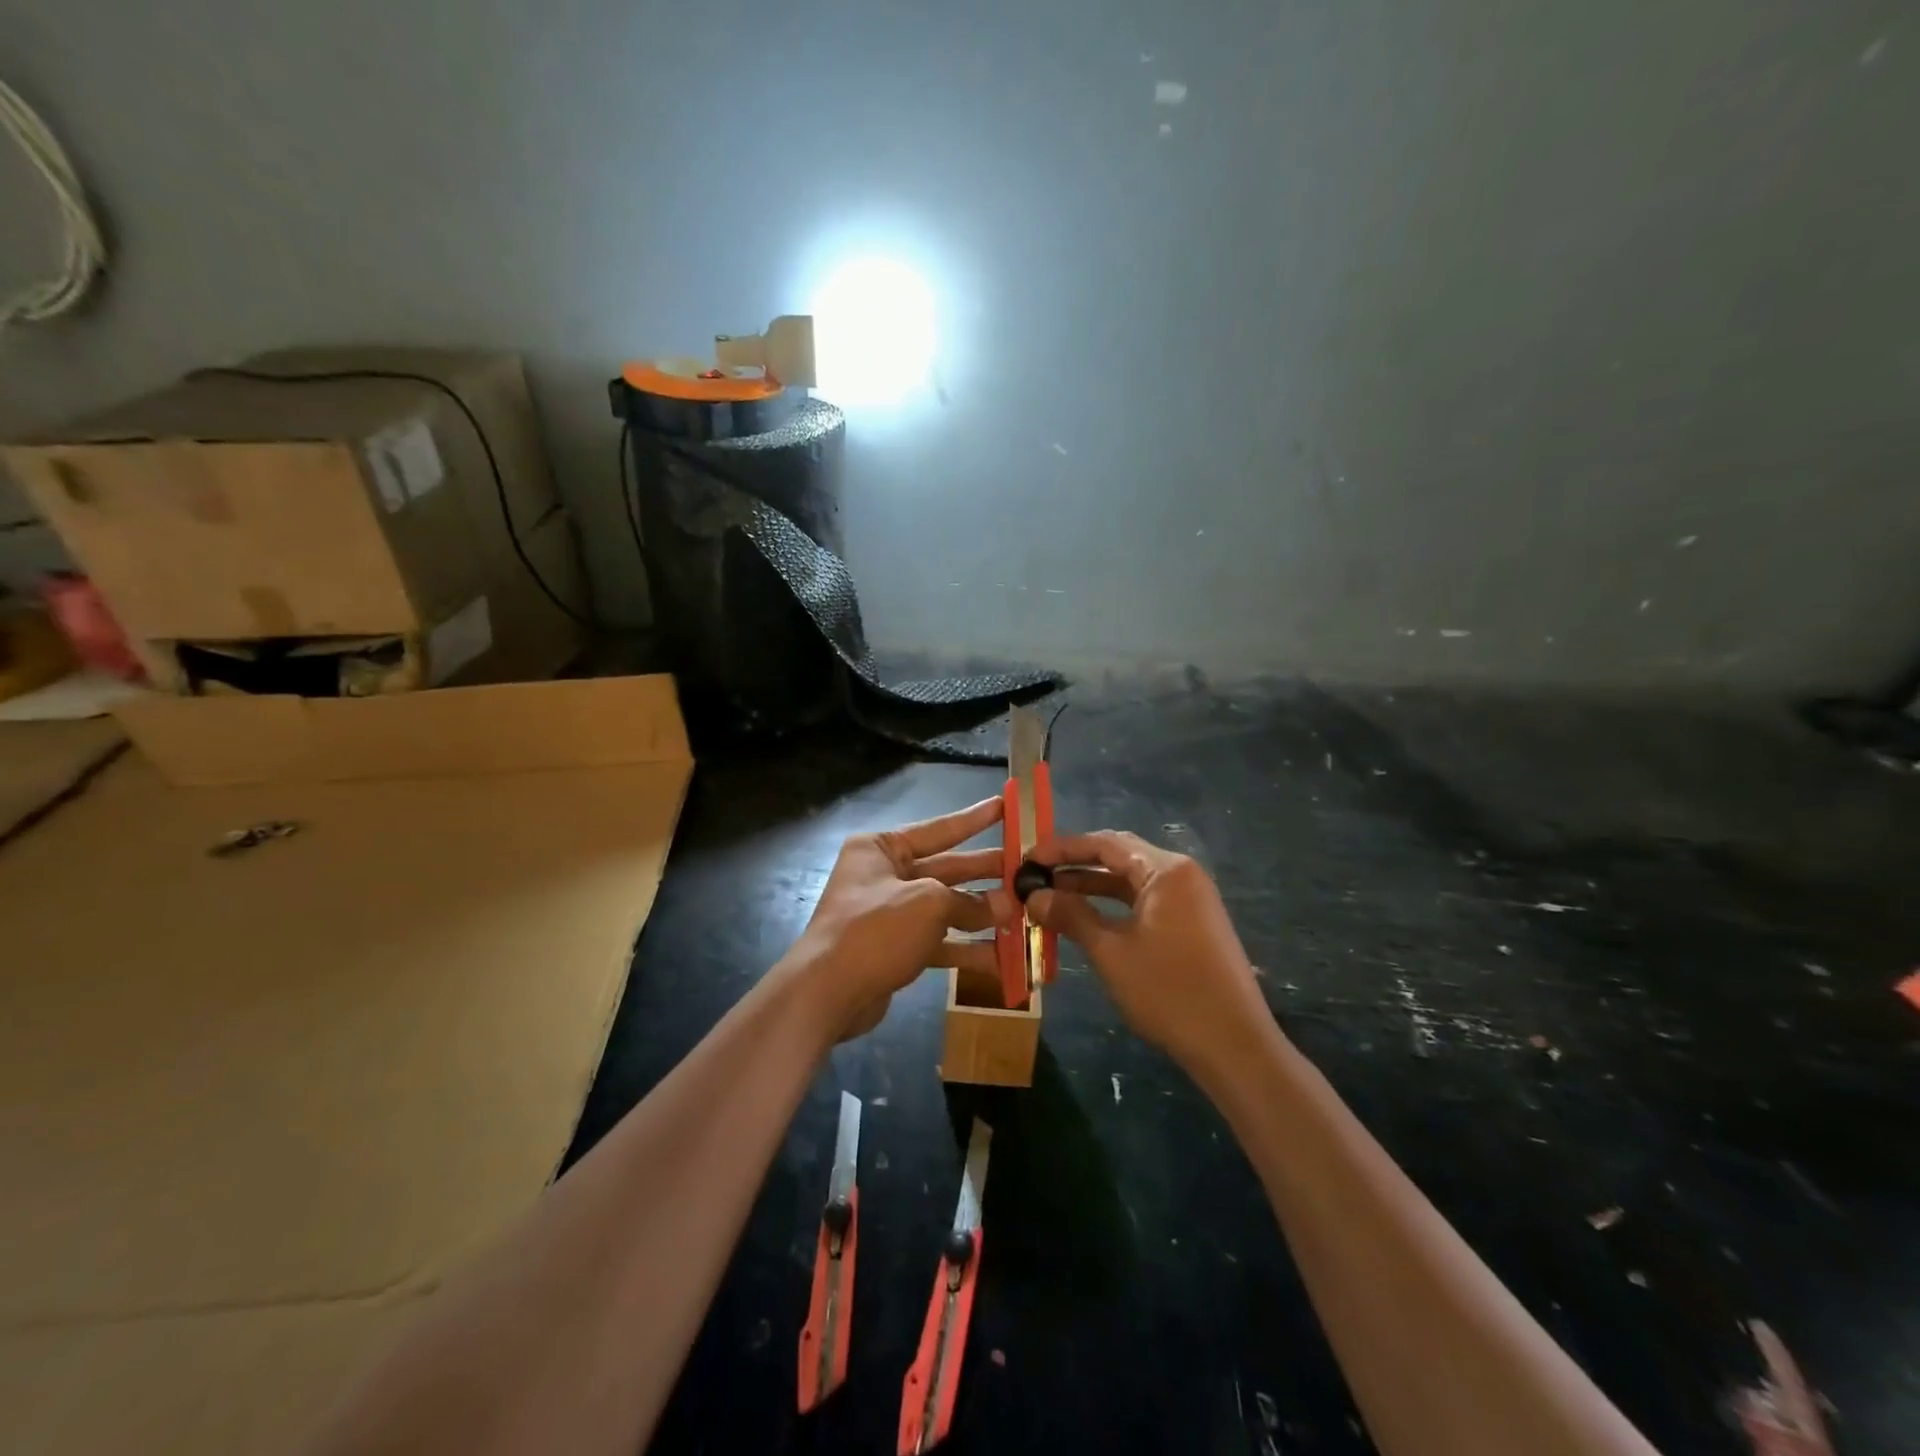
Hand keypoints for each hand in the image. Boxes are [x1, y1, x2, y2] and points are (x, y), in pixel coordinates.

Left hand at [786, 797, 1015, 1039]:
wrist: (827, 993)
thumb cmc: (875, 929)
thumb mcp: (928, 903)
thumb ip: (969, 902)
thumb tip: (1006, 907)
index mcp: (882, 848)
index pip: (939, 828)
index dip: (975, 819)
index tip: (1006, 806)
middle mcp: (885, 875)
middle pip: (947, 869)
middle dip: (987, 873)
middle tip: (1028, 870)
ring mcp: (891, 913)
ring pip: (946, 908)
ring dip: (983, 915)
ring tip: (1025, 916)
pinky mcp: (897, 948)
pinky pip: (939, 941)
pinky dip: (967, 949)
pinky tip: (1003, 959)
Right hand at [1027, 830, 1273, 1078]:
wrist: (1234, 1047)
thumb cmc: (1169, 992)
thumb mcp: (1111, 952)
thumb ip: (1071, 916)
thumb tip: (1034, 896)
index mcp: (1165, 870)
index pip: (1104, 843)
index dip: (1062, 848)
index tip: (1026, 859)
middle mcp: (1181, 875)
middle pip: (1119, 856)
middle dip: (1075, 864)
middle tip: (1034, 875)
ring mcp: (1190, 900)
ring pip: (1130, 881)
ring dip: (1091, 886)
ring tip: (1049, 896)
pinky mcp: (1192, 924)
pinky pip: (1144, 902)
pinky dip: (1113, 906)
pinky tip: (1084, 918)